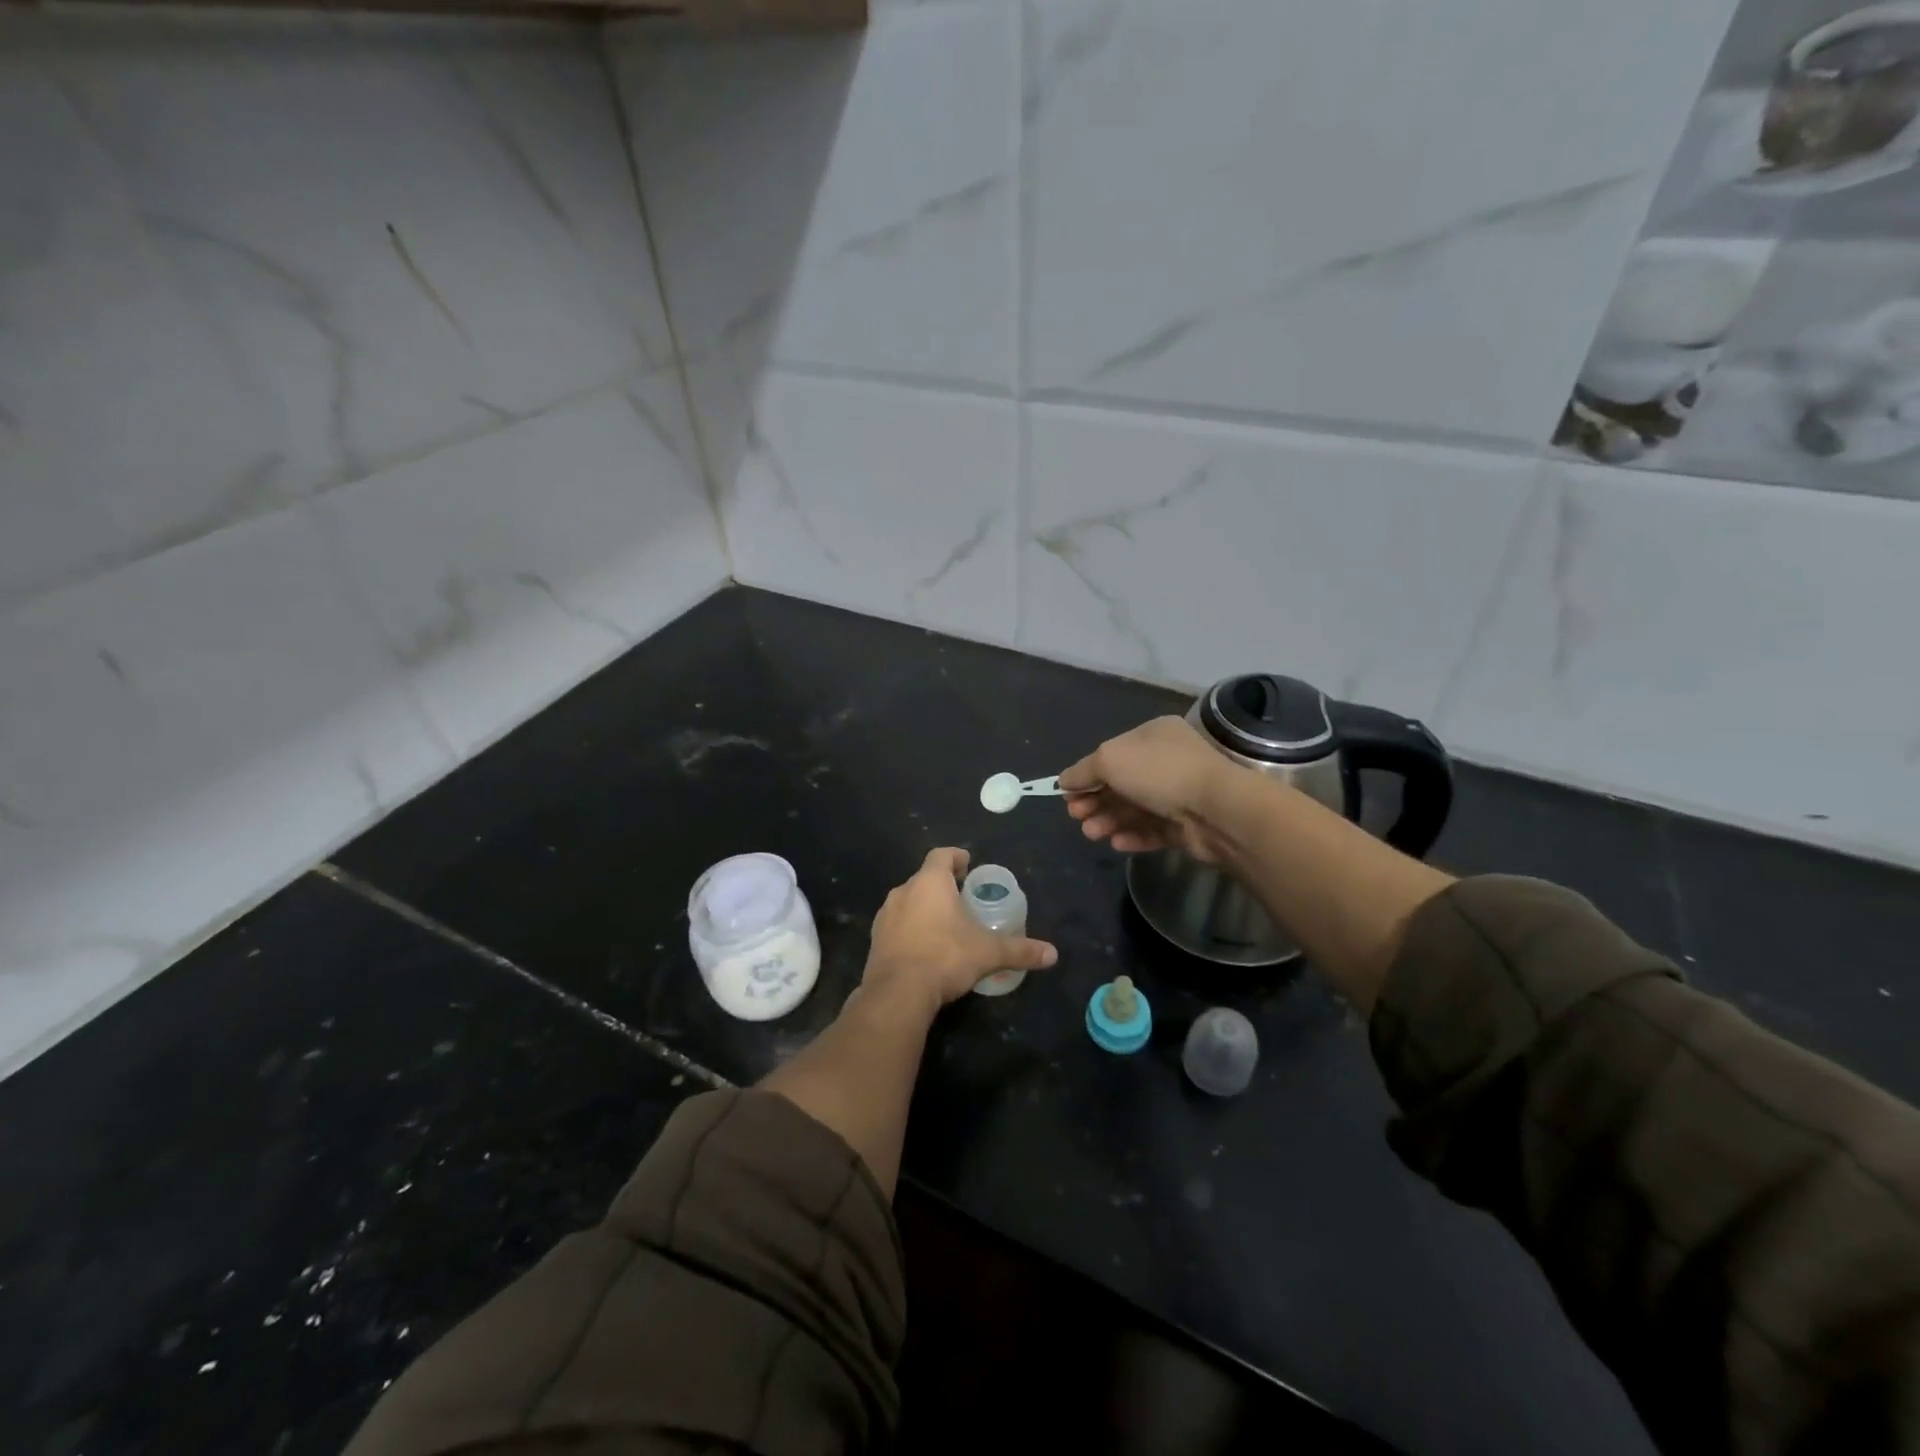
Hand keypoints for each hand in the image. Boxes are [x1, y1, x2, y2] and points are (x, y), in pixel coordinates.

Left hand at [862, 848, 1056, 1016]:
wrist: (897, 993)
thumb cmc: (945, 957)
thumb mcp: (988, 953)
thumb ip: (1020, 950)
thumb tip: (1052, 954)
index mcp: (930, 883)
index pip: (941, 855)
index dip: (955, 856)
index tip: (967, 864)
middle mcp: (903, 891)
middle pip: (924, 878)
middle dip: (942, 885)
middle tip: (961, 898)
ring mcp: (885, 916)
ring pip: (908, 901)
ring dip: (923, 907)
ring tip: (944, 924)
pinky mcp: (875, 939)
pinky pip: (896, 925)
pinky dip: (910, 929)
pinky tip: (924, 947)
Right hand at [1058, 716, 1236, 860]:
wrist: (1216, 809)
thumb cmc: (1158, 772)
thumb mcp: (1110, 759)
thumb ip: (1083, 771)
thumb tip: (1063, 781)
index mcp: (1153, 735)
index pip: (1112, 753)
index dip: (1087, 774)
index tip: (1067, 794)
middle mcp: (1167, 760)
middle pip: (1121, 783)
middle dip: (1095, 800)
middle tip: (1076, 816)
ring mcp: (1180, 793)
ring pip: (1135, 808)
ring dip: (1109, 820)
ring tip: (1092, 833)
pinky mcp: (1187, 825)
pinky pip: (1154, 829)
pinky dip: (1133, 835)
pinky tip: (1116, 842)